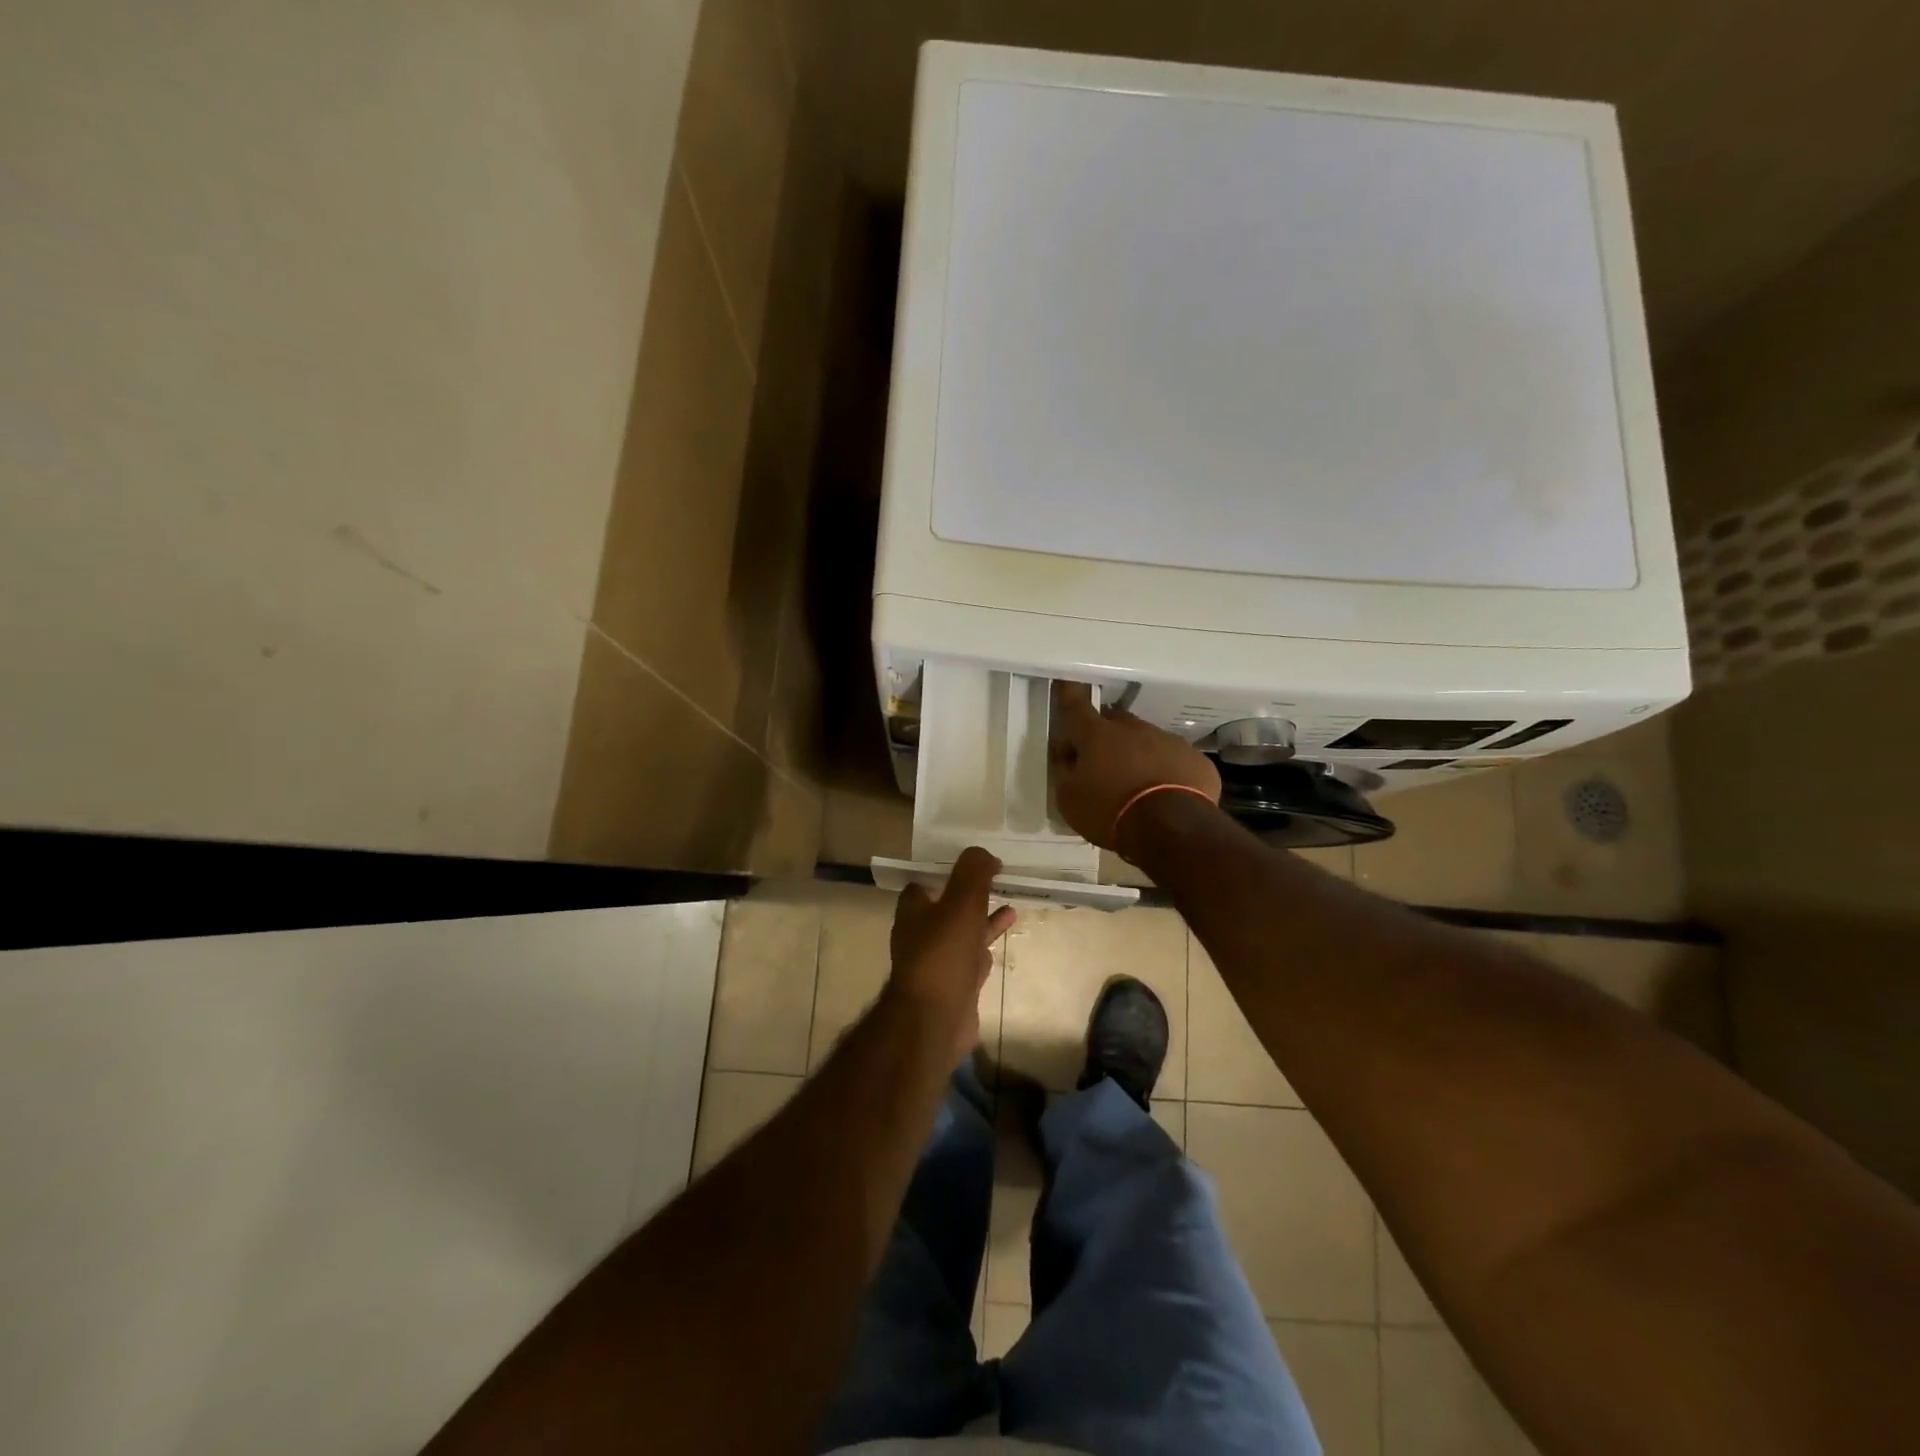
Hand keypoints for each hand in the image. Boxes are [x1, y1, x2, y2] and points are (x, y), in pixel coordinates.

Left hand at [886, 846, 1017, 1062]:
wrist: (936, 1019)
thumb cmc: (943, 953)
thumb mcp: (961, 902)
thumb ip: (973, 873)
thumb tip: (984, 853)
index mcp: (914, 911)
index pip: (923, 884)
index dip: (945, 872)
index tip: (972, 863)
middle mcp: (921, 934)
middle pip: (945, 907)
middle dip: (968, 895)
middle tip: (995, 880)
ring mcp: (938, 962)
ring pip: (962, 932)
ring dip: (983, 917)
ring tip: (1010, 903)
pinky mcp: (955, 984)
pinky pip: (973, 957)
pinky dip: (988, 943)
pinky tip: (1006, 935)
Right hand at [1050, 681, 1221, 856]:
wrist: (1171, 829)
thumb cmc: (1109, 812)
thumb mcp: (1069, 799)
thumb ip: (1066, 771)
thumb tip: (1069, 756)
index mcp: (1097, 735)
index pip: (1076, 707)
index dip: (1068, 694)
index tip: (1066, 684)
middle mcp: (1133, 729)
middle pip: (1115, 723)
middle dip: (1106, 736)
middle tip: (1102, 763)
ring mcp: (1169, 741)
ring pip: (1148, 740)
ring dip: (1139, 755)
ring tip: (1138, 785)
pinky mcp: (1196, 760)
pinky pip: (1175, 760)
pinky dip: (1167, 771)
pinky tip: (1166, 796)